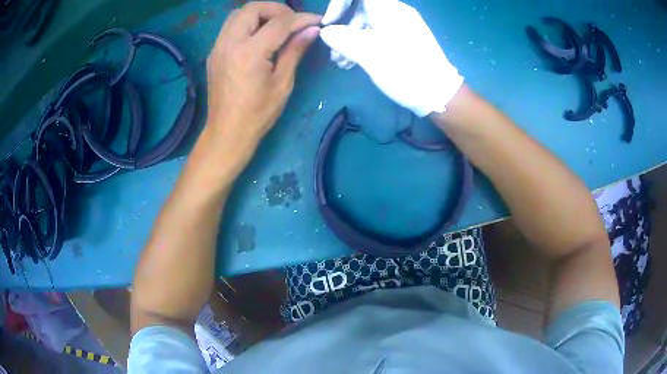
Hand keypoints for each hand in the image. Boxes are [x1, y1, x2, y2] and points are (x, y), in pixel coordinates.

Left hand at [206, 2, 320, 147]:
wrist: (227, 132)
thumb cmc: (258, 114)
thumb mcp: (282, 83)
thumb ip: (295, 51)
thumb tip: (312, 30)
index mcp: (249, 53)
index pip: (279, 23)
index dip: (301, 18)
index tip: (317, 21)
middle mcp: (229, 43)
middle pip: (253, 8)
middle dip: (277, 9)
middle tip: (292, 22)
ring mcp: (218, 47)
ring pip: (238, 14)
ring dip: (260, 14)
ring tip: (276, 27)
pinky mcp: (214, 53)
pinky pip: (230, 27)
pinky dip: (247, 24)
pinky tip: (259, 37)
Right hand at [320, 0, 462, 116]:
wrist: (439, 95)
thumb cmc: (404, 70)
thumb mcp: (369, 53)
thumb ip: (342, 38)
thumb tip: (326, 31)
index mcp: (389, 9)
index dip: (339, 4)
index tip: (329, 24)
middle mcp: (395, 13)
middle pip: (359, 10)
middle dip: (341, 28)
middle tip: (333, 52)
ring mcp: (400, 27)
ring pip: (366, 25)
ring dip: (349, 41)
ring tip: (341, 63)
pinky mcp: (403, 41)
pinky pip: (376, 35)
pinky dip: (362, 46)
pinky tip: (353, 64)